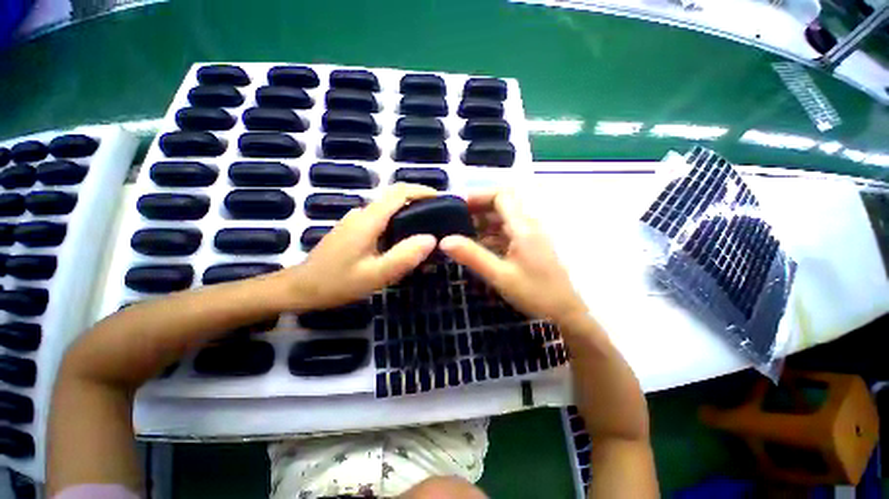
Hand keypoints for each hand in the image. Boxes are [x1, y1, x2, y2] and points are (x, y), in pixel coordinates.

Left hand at [287, 184, 437, 310]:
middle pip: (395, 197)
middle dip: (419, 201)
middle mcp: (362, 213)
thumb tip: (431, 239)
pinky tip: (405, 239)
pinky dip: (399, 221)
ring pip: (389, 208)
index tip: (442, 200)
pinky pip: (382, 218)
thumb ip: (403, 257)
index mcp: (368, 219)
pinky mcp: (354, 228)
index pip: (399, 192)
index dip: (422, 191)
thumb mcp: (374, 275)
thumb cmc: (337, 283)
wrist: (301, 288)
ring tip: (427, 229)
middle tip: (439, 218)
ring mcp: (356, 220)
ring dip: (410, 212)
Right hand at [439, 190, 587, 322]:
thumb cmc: (536, 293)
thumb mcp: (500, 275)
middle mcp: (528, 225)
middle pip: (501, 206)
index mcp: (524, 227)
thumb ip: (473, 256)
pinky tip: (477, 246)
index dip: (479, 196)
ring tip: (461, 233)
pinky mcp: (528, 246)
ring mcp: (529, 236)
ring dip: (482, 223)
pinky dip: (490, 235)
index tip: (458, 205)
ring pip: (503, 220)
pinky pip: (506, 233)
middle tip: (454, 220)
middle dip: (477, 209)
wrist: (565, 312)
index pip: (502, 196)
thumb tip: (444, 241)